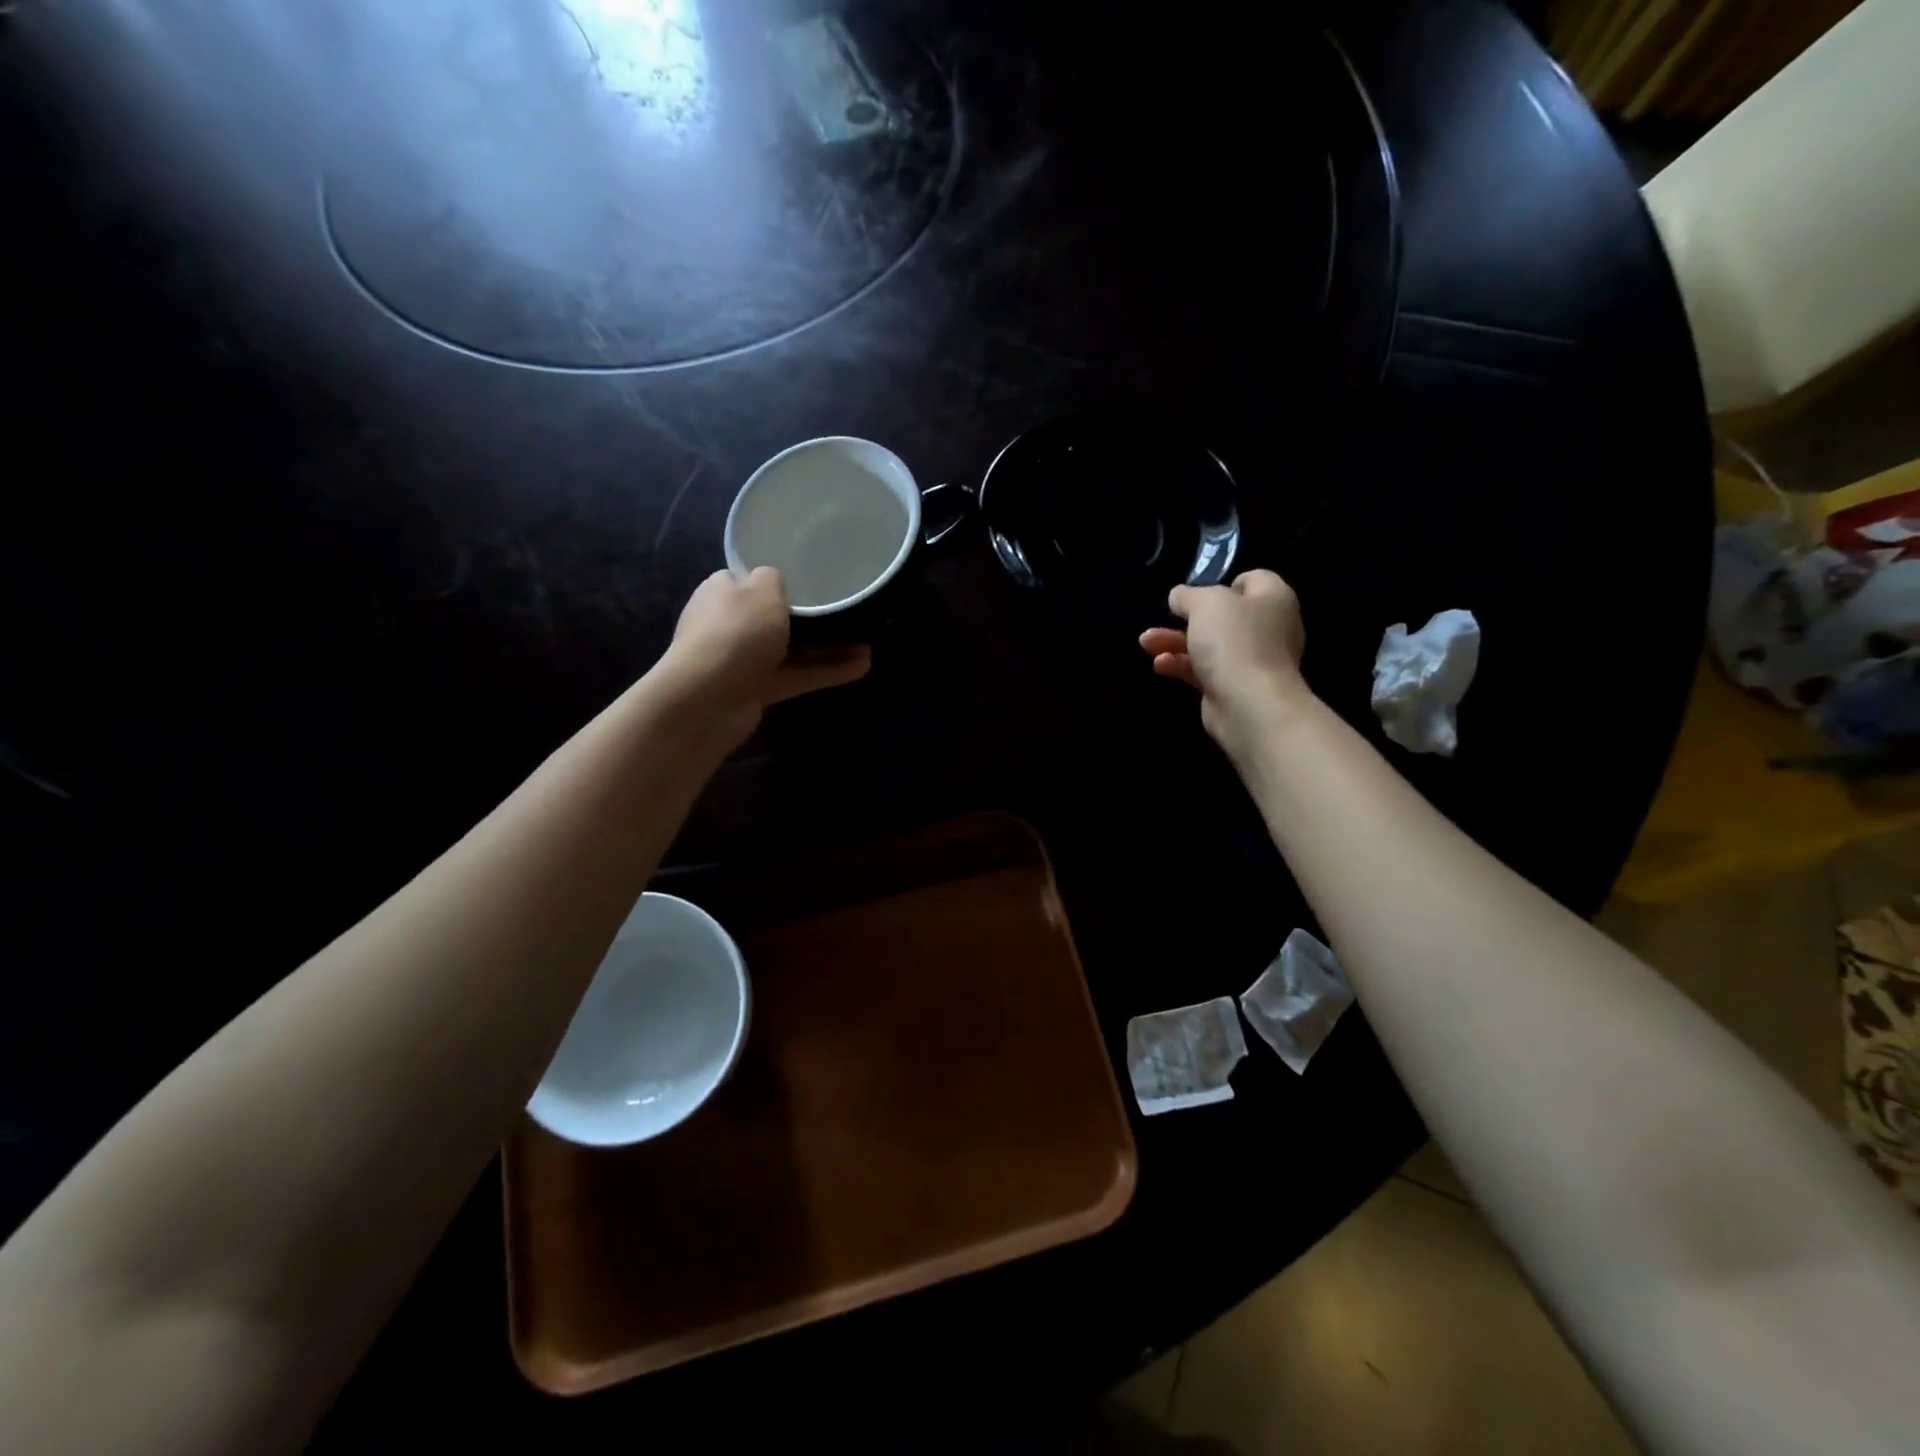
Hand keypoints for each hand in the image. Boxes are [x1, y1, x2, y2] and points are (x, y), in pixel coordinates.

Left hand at [657, 568, 870, 744]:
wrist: (706, 699)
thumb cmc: (735, 633)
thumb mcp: (761, 591)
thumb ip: (774, 579)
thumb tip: (775, 581)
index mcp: (723, 592)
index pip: (752, 581)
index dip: (781, 581)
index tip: (815, 581)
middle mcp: (731, 624)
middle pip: (777, 617)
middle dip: (814, 618)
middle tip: (849, 613)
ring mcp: (744, 659)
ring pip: (793, 650)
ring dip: (828, 648)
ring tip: (868, 646)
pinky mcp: (758, 689)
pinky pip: (797, 676)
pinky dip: (825, 672)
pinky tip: (861, 668)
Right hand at [1139, 570, 1310, 752]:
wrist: (1248, 704)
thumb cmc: (1233, 641)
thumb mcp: (1205, 603)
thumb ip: (1188, 595)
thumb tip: (1179, 596)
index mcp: (1273, 598)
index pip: (1252, 580)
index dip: (1223, 582)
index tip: (1196, 591)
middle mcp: (1268, 627)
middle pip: (1224, 615)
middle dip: (1186, 617)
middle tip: (1163, 617)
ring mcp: (1251, 660)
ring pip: (1208, 644)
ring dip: (1174, 642)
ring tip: (1146, 643)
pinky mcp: (1233, 687)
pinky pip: (1203, 670)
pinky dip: (1181, 666)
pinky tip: (1159, 665)